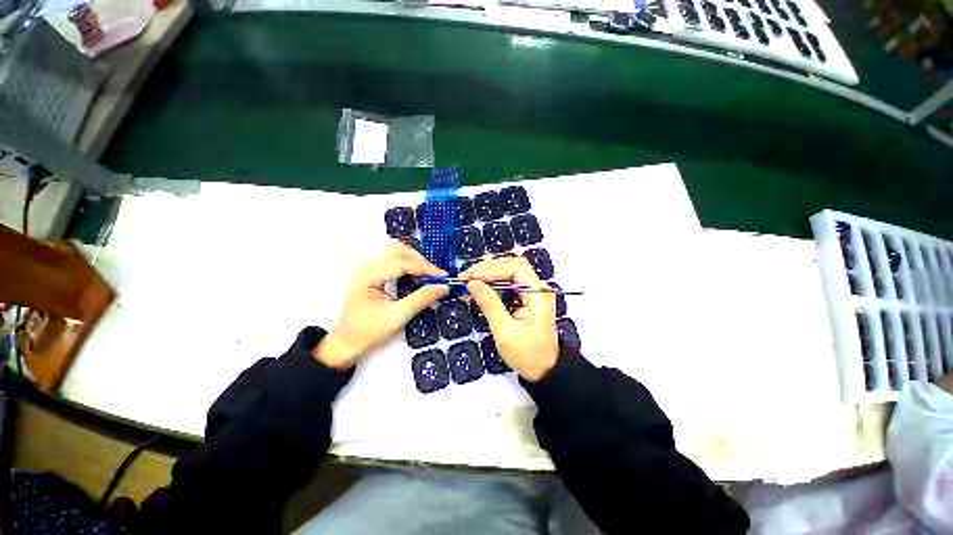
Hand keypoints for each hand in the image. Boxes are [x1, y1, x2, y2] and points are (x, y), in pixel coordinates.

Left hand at [315, 242, 448, 368]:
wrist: (347, 345)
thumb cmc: (368, 333)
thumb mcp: (397, 317)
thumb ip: (421, 299)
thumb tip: (443, 287)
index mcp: (368, 276)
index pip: (401, 263)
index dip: (425, 268)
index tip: (443, 277)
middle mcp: (366, 267)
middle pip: (399, 252)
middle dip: (420, 262)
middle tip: (436, 277)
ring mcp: (368, 270)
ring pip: (397, 255)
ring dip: (416, 263)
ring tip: (428, 278)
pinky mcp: (372, 275)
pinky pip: (394, 264)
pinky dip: (409, 268)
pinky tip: (417, 280)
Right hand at [460, 257, 557, 381]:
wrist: (544, 370)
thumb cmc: (527, 354)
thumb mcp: (504, 331)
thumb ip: (489, 304)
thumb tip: (472, 282)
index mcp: (538, 293)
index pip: (516, 267)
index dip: (492, 269)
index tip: (472, 277)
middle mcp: (538, 287)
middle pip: (513, 266)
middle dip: (489, 269)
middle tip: (467, 275)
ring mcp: (534, 292)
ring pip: (510, 273)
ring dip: (490, 274)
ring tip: (470, 279)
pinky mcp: (528, 298)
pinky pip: (510, 283)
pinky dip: (495, 283)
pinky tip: (482, 286)